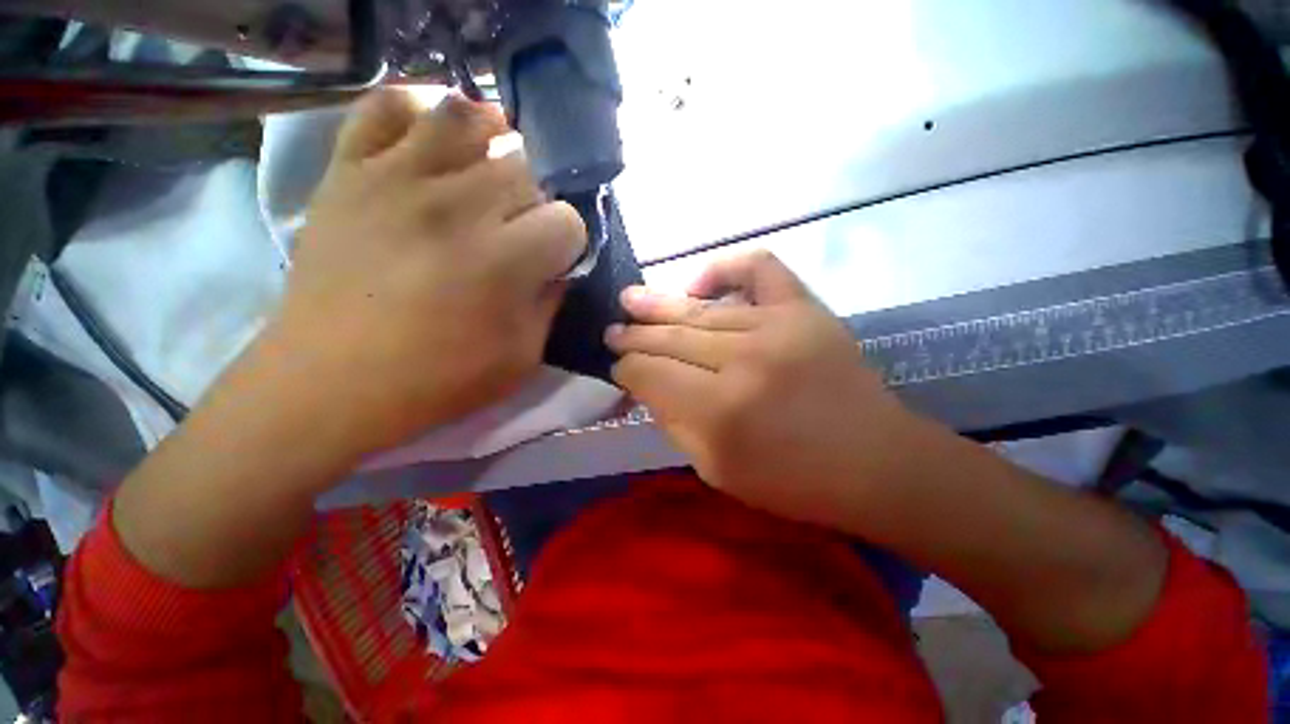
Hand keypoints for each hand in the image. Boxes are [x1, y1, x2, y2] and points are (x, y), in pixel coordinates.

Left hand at [259, 89, 585, 457]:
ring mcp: (396, 178)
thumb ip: (550, 303)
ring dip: (493, 139)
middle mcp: (457, 206)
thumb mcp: (522, 357)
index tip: (555, 259)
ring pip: (466, 117)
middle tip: (521, 227)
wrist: (330, 382)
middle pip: (526, 169)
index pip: (566, 220)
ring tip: (489, 166)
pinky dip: (419, 109)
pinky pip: (387, 106)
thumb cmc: (438, 380)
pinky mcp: (349, 171)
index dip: (569, 241)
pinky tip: (433, 137)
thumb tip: (558, 267)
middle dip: (536, 200)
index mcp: (504, 260)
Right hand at [607, 251, 926, 529]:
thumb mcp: (715, 469)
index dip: (626, 370)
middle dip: (633, 336)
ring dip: (658, 305)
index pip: (650, 374)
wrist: (874, 462)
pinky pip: (758, 268)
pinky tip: (700, 282)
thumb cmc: (792, 480)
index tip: (617, 368)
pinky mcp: (804, 308)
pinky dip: (725, 267)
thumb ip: (673, 423)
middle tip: (613, 331)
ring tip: (630, 299)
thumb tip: (645, 385)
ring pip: (700, 310)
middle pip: (669, 337)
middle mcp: (743, 359)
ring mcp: (777, 325)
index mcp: (719, 409)